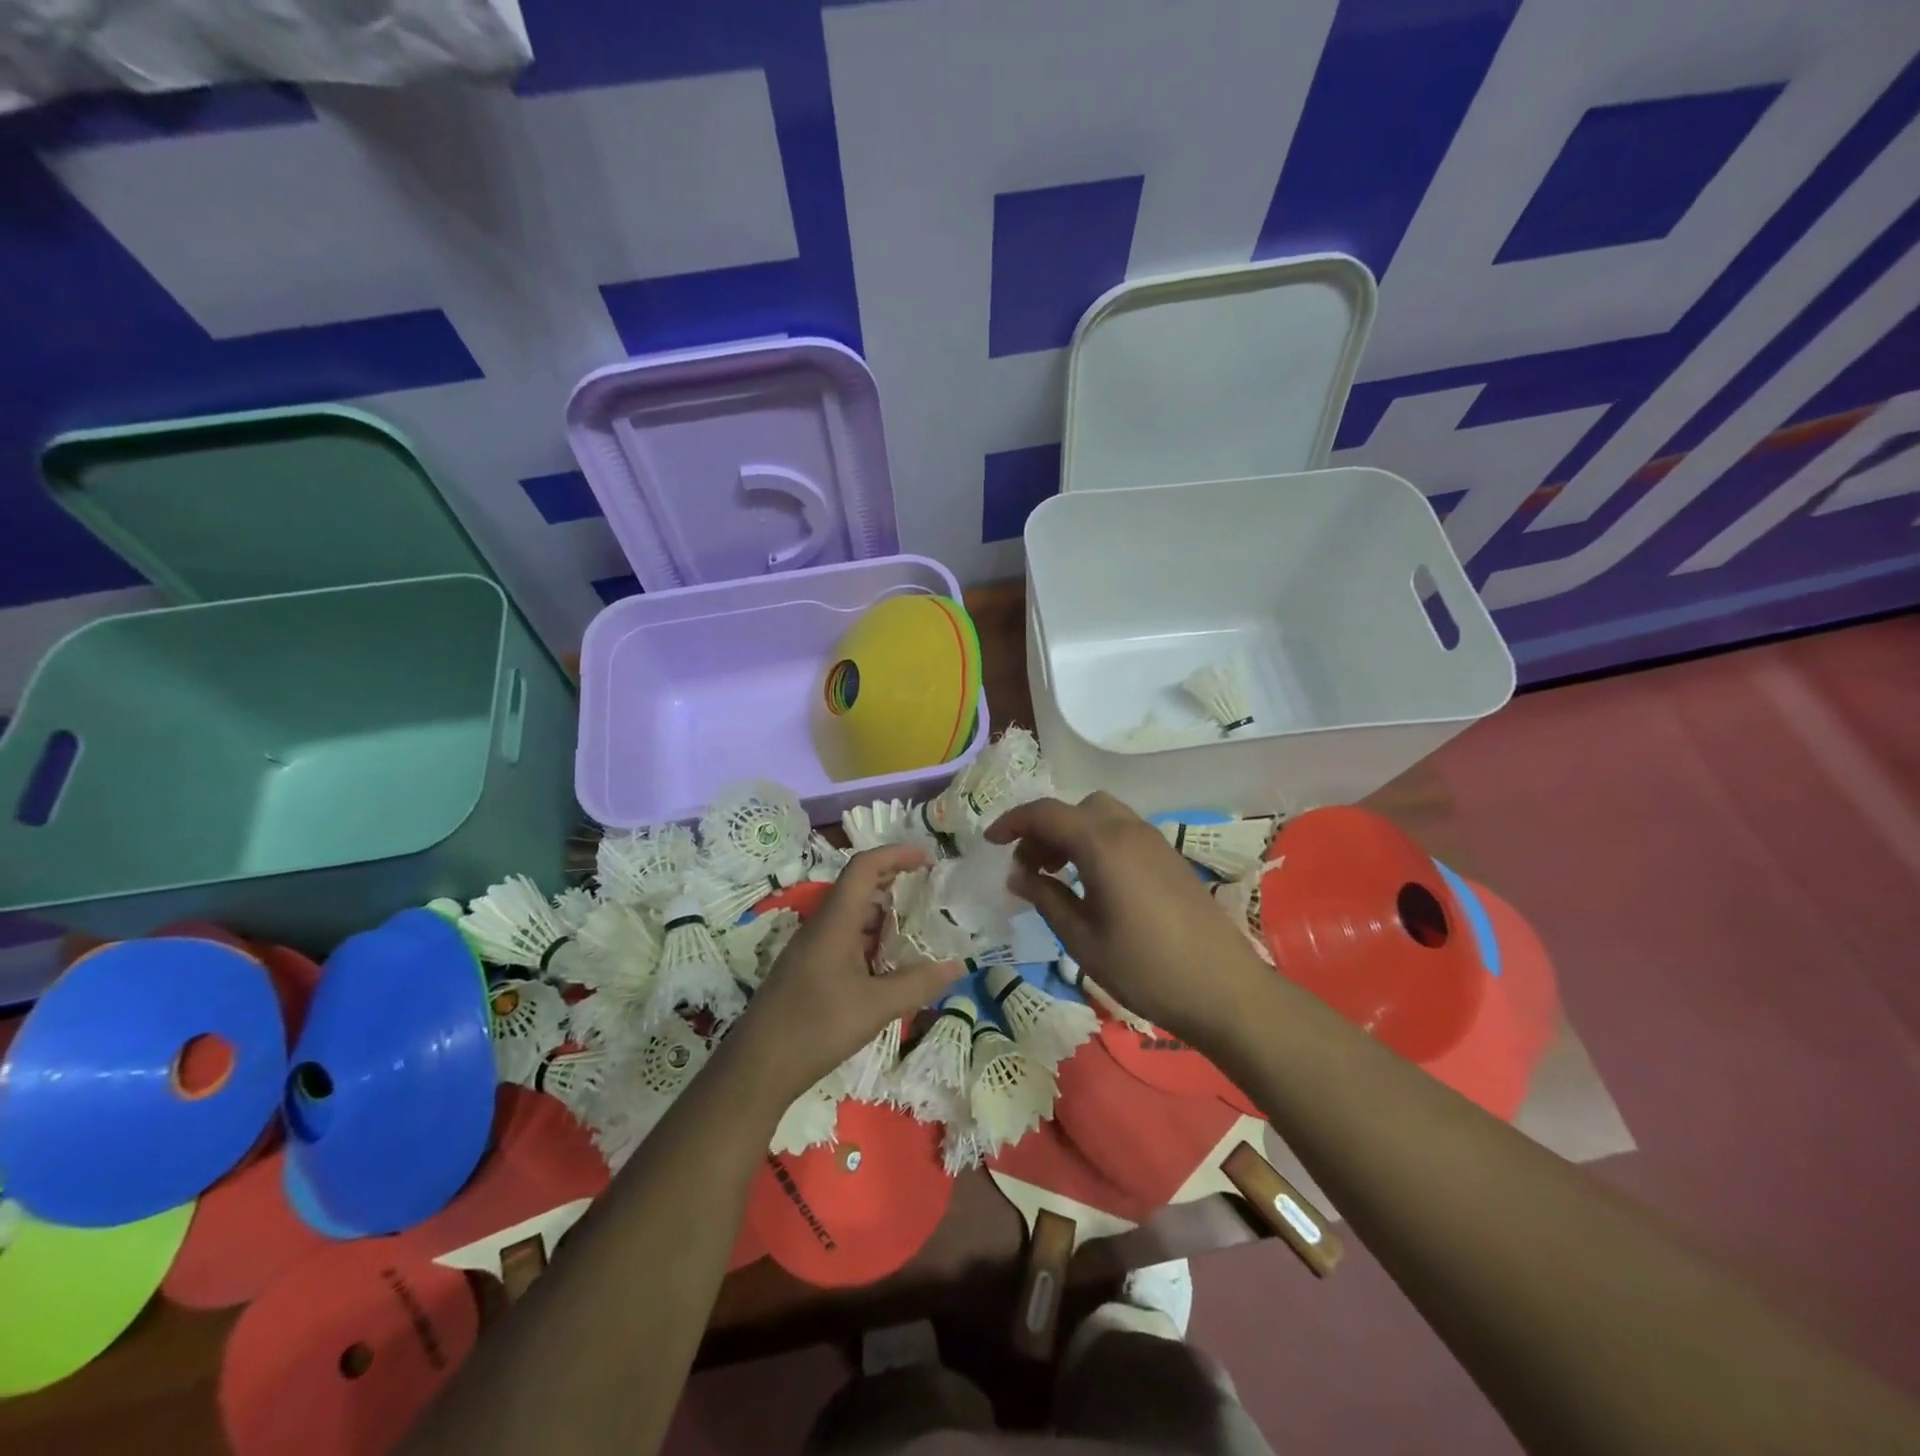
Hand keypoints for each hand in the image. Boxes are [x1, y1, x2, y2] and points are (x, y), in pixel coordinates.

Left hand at [730, 845, 963, 1106]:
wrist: (756, 1068)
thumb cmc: (815, 1027)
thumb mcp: (875, 1007)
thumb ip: (918, 984)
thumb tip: (958, 966)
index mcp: (834, 922)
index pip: (863, 868)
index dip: (895, 855)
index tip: (927, 859)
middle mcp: (821, 928)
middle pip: (858, 889)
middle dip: (894, 884)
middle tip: (929, 893)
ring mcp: (812, 950)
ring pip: (852, 918)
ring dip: (884, 918)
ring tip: (918, 931)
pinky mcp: (808, 972)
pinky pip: (844, 942)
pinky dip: (871, 943)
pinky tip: (890, 967)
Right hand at [986, 793, 1269, 1047]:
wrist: (1224, 989)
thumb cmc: (1144, 968)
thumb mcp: (1081, 939)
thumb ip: (1046, 898)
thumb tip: (1019, 874)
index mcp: (1102, 844)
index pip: (1046, 813)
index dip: (1012, 822)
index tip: (990, 842)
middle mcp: (1128, 830)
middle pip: (1075, 808)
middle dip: (1044, 829)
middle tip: (1028, 867)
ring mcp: (1154, 841)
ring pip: (1101, 816)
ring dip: (1071, 834)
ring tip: (1057, 876)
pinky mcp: (1170, 858)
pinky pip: (1122, 832)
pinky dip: (1096, 842)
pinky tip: (1093, 884)